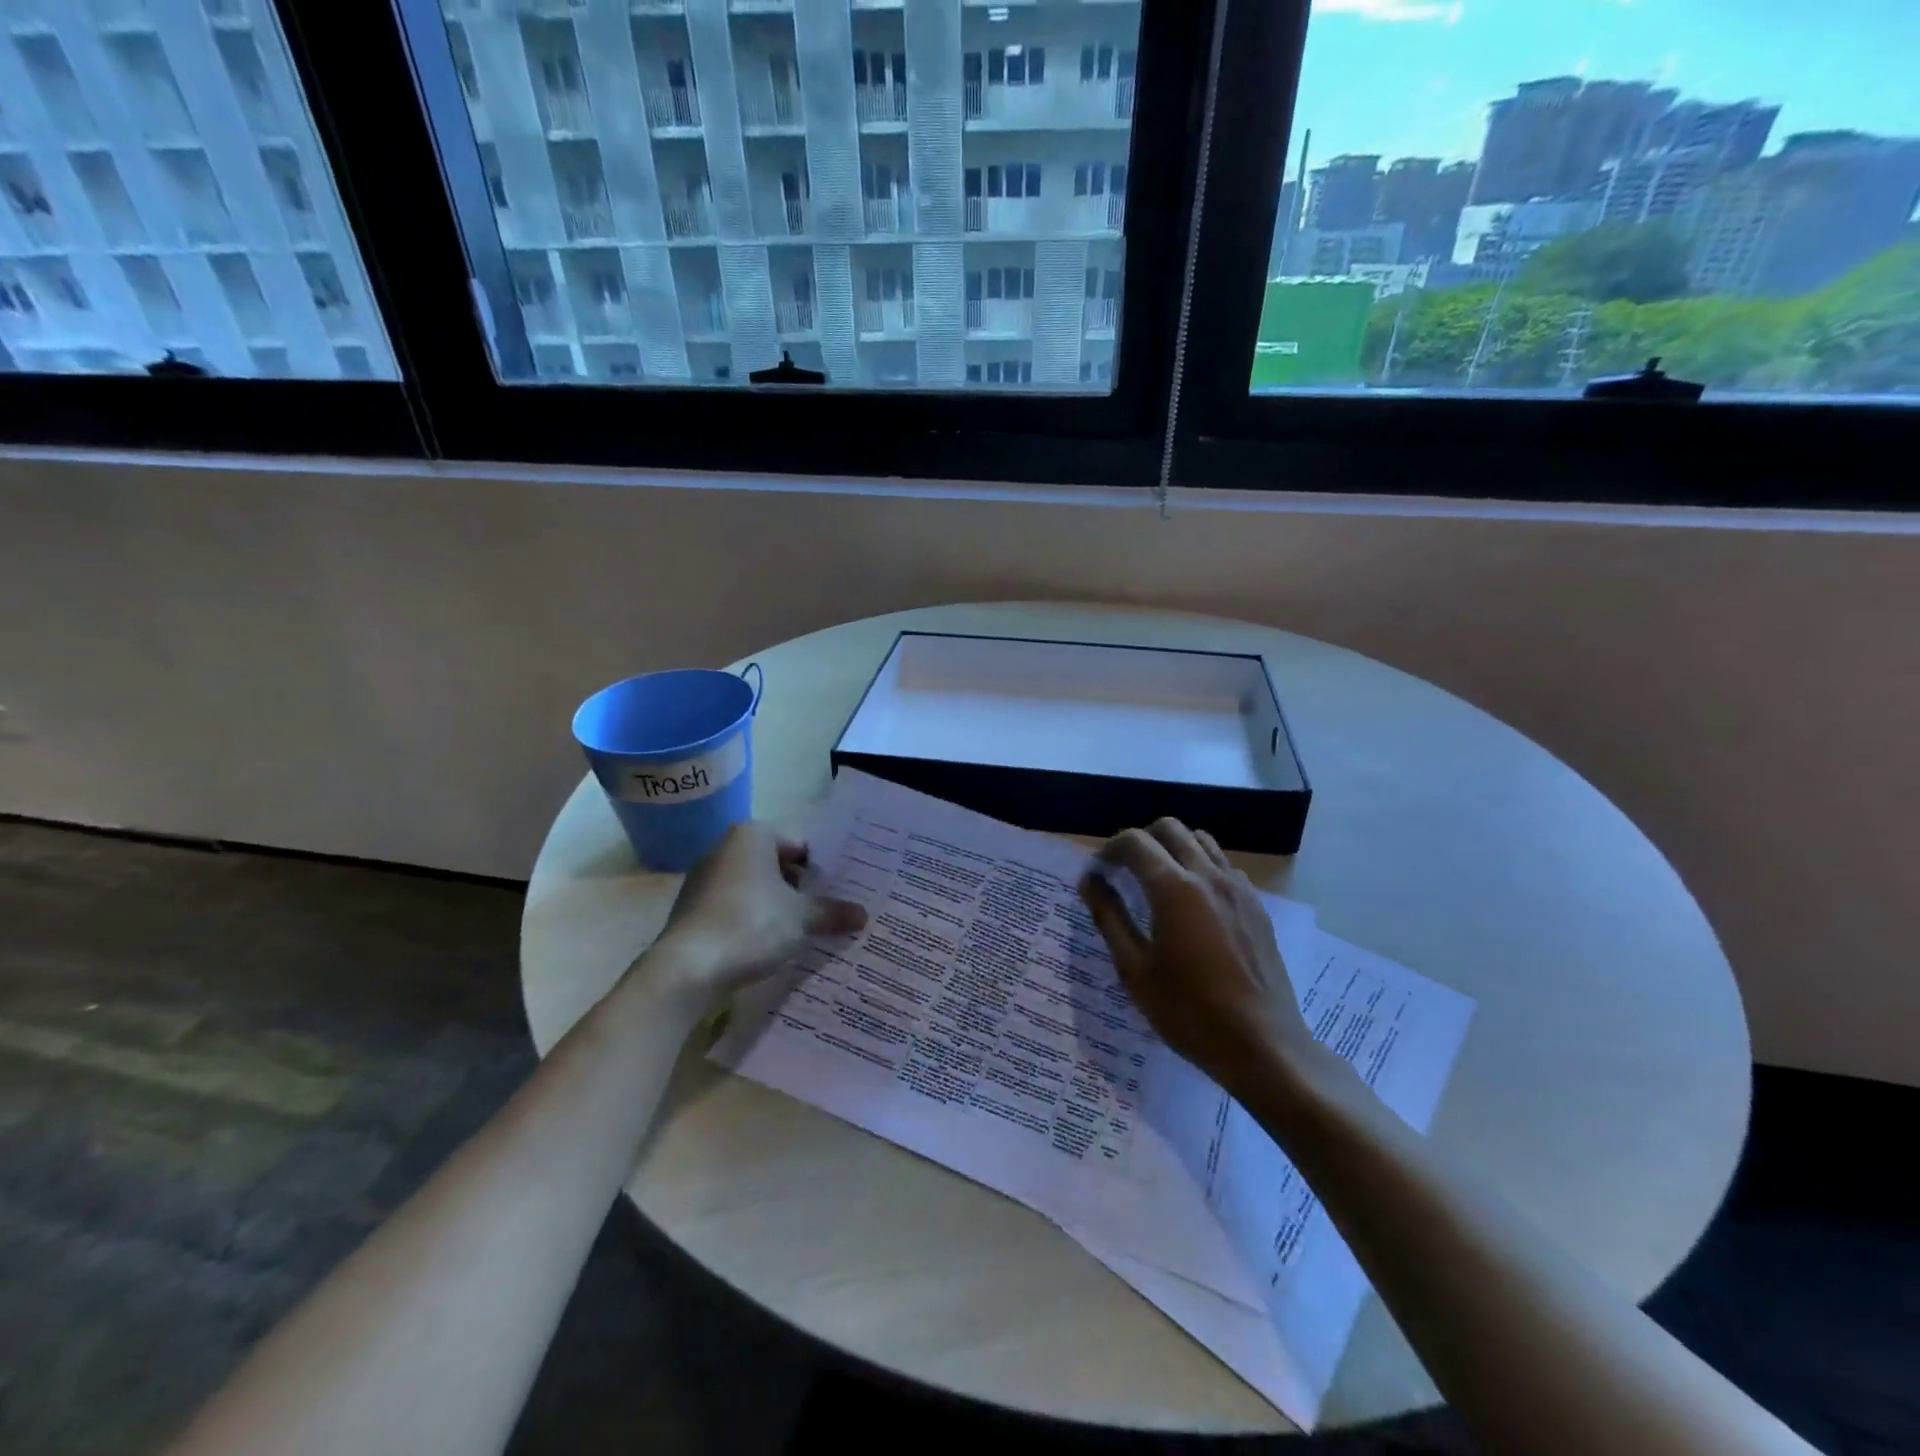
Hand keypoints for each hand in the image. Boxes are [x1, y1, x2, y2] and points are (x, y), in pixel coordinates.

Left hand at [641, 822, 866, 1012]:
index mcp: (752, 835)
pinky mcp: (693, 907)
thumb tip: (864, 915)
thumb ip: (833, 912)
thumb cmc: (750, 925)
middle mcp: (725, 847)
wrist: (687, 968)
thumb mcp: (801, 918)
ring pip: (754, 886)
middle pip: (776, 865)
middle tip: (828, 910)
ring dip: (777, 905)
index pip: (798, 846)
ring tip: (803, 929)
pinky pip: (734, 905)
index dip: (821, 870)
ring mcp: (704, 877)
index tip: (839, 892)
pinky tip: (768, 943)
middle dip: (800, 888)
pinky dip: (752, 919)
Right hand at [1079, 820, 1317, 1098]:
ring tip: (1157, 881)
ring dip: (1172, 848)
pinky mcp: (1256, 904)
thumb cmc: (1189, 1012)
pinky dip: (1200, 866)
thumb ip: (1110, 917)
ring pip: (1200, 840)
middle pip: (1169, 828)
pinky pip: (1223, 865)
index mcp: (1174, 889)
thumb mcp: (1135, 970)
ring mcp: (1238, 887)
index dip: (1109, 850)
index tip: (1098, 873)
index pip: (1134, 842)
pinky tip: (1192, 903)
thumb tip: (1091, 882)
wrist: (1264, 1046)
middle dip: (1140, 840)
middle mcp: (1208, 875)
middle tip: (1124, 871)